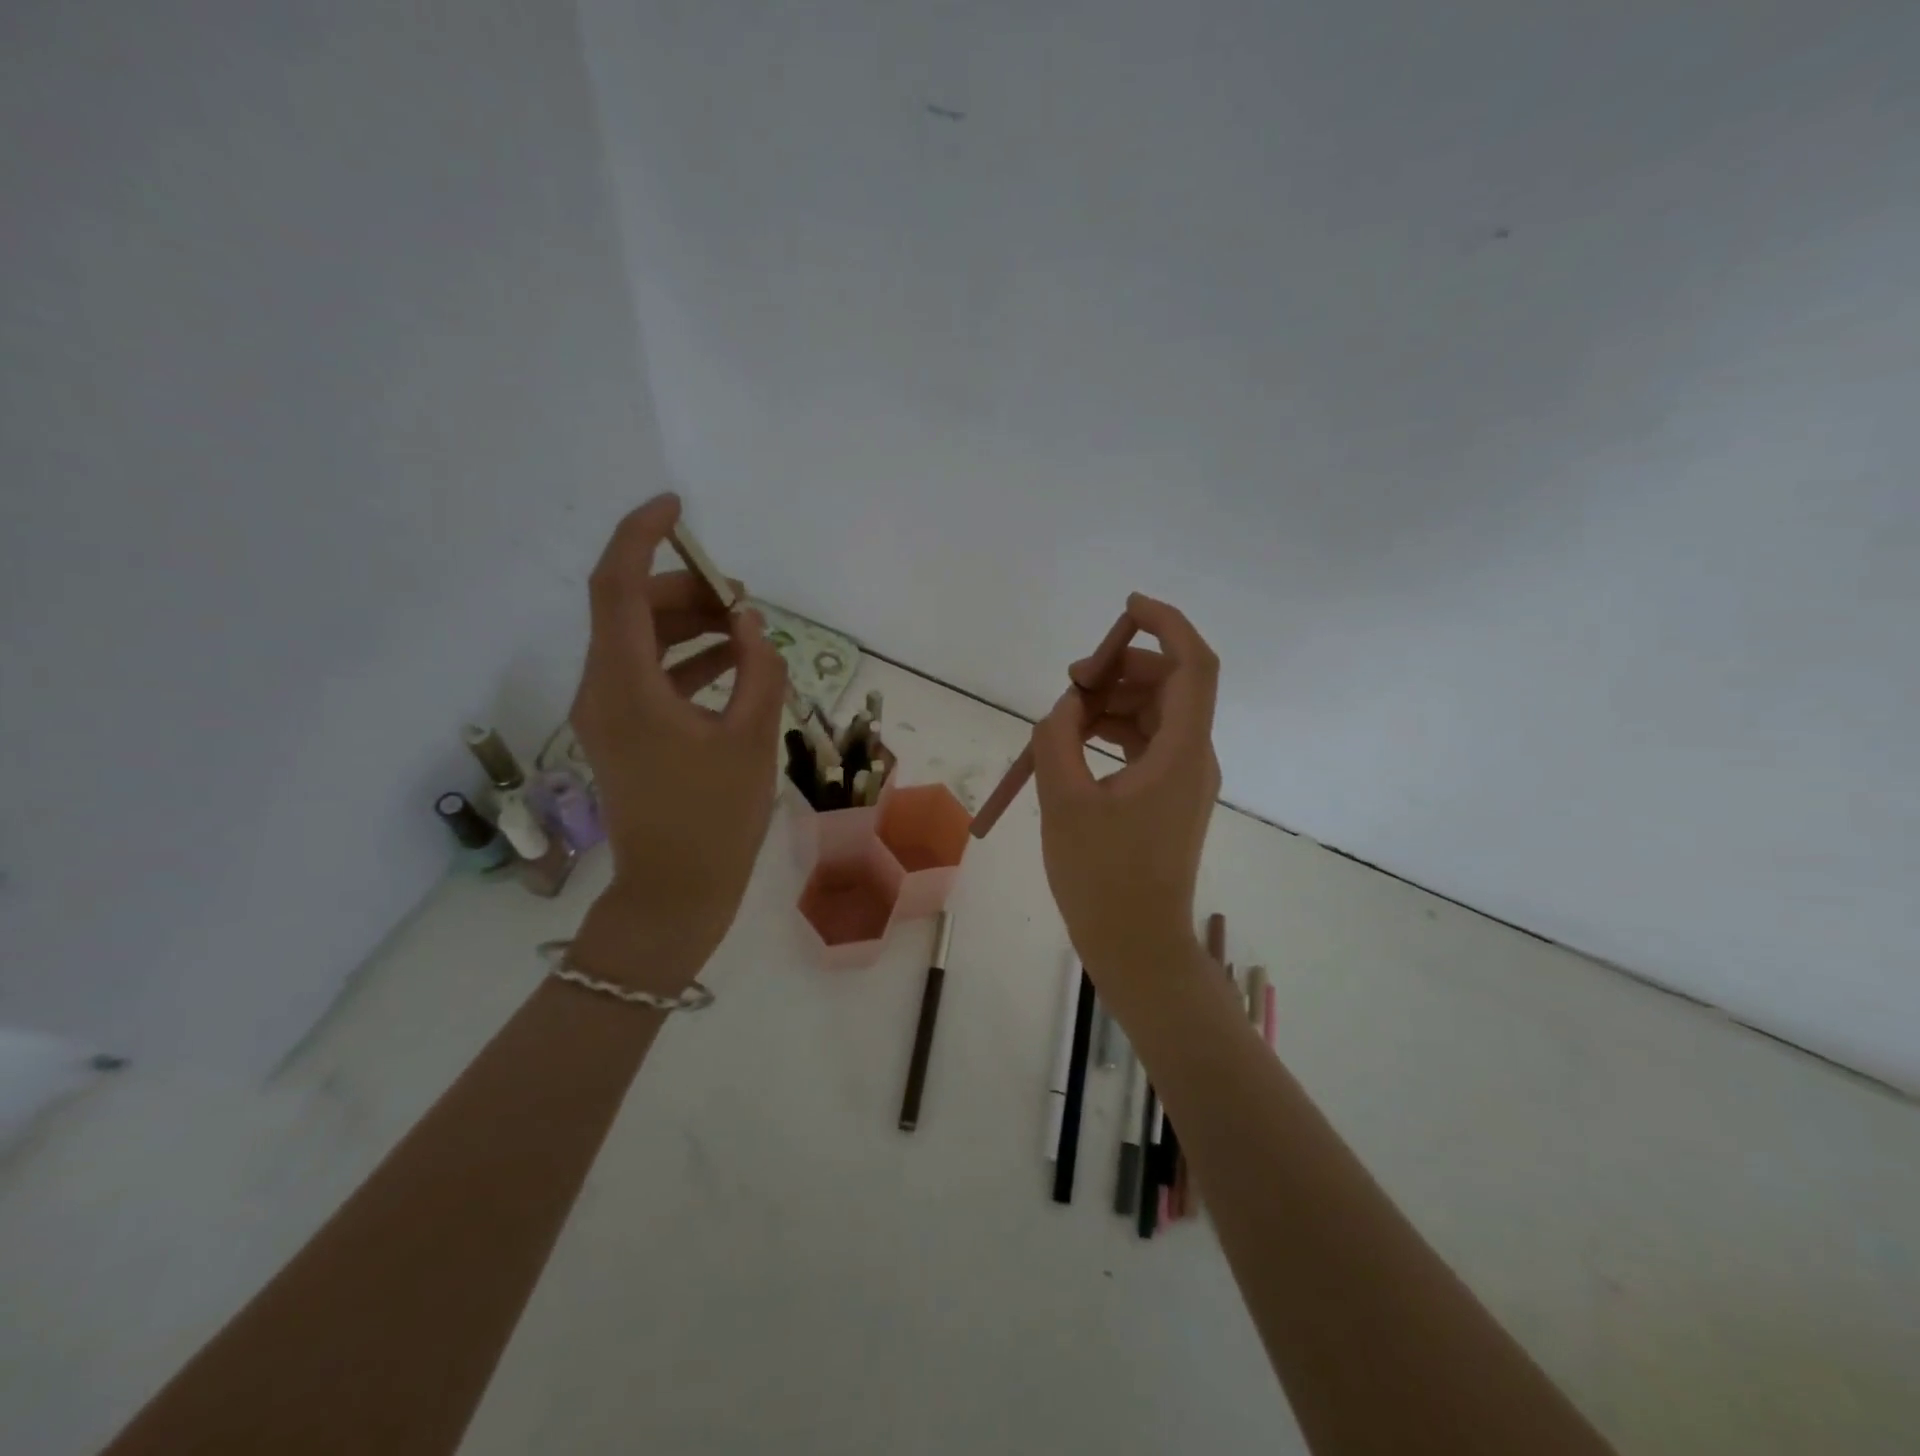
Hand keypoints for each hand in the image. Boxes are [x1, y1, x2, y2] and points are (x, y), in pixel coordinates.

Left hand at [568, 495, 787, 988]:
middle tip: (742, 599)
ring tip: (744, 629)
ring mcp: (608, 713)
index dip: (641, 535)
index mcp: (625, 686)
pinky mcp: (623, 733)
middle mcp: (602, 690)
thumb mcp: (751, 738)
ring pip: (639, 641)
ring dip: (688, 625)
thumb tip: (748, 623)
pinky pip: (647, 674)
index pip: (616, 586)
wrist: (674, 893)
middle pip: (630, 609)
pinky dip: (685, 658)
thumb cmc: (715, 820)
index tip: (679, 507)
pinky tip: (730, 663)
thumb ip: (757, 669)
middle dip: (684, 590)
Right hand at [1031, 594, 1221, 992]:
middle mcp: (1194, 757)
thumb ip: (1058, 737)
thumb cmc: (1102, 878)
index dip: (1167, 624)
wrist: (1136, 945)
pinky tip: (1078, 740)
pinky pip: (1146, 742)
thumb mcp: (1065, 800)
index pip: (1193, 666)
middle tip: (1070, 684)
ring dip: (1113, 700)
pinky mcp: (1169, 796)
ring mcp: (1184, 778)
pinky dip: (1115, 730)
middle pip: (1170, 684)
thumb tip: (1065, 706)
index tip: (1127, 607)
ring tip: (1064, 718)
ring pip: (1156, 712)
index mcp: (1181, 753)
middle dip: (1121, 668)